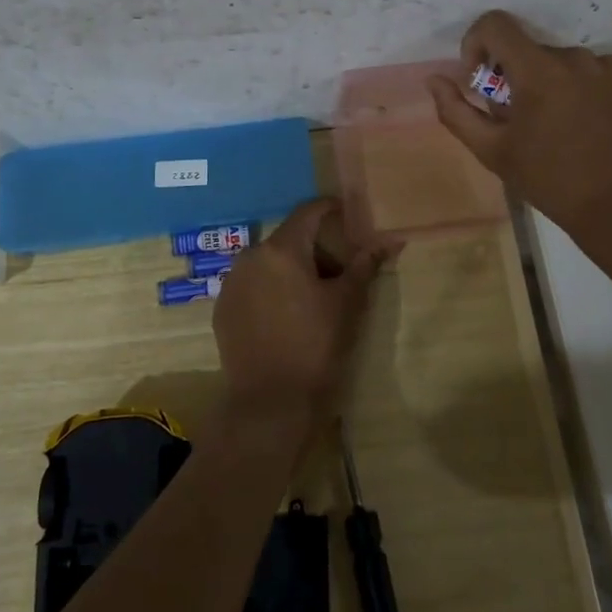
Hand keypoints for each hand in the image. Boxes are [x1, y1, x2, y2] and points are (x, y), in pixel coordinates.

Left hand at [211, 199, 386, 441]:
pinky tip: (286, 314)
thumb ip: (364, 266)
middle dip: (314, 246)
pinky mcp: (222, 309)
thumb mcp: (348, 304)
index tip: (348, 214)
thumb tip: (389, 240)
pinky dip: (270, 289)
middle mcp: (249, 257)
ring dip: (290, 268)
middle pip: (287, 238)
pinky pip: (251, 285)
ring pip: (267, 262)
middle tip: (339, 267)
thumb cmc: (315, 346)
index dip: (330, 208)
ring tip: (313, 293)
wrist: (270, 403)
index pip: (308, 212)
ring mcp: (231, 283)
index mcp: (281, 249)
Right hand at [427, 10, 611, 246]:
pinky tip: (596, 127)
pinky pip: (603, 74)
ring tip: (565, 130)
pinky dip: (591, 91)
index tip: (482, 80)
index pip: (496, 24)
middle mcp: (578, 57)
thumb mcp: (493, 152)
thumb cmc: (552, 182)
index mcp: (538, 71)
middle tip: (525, 123)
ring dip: (557, 86)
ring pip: (569, 64)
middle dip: (519, 79)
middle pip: (533, 52)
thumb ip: (457, 111)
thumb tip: (435, 79)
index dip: (478, 43)